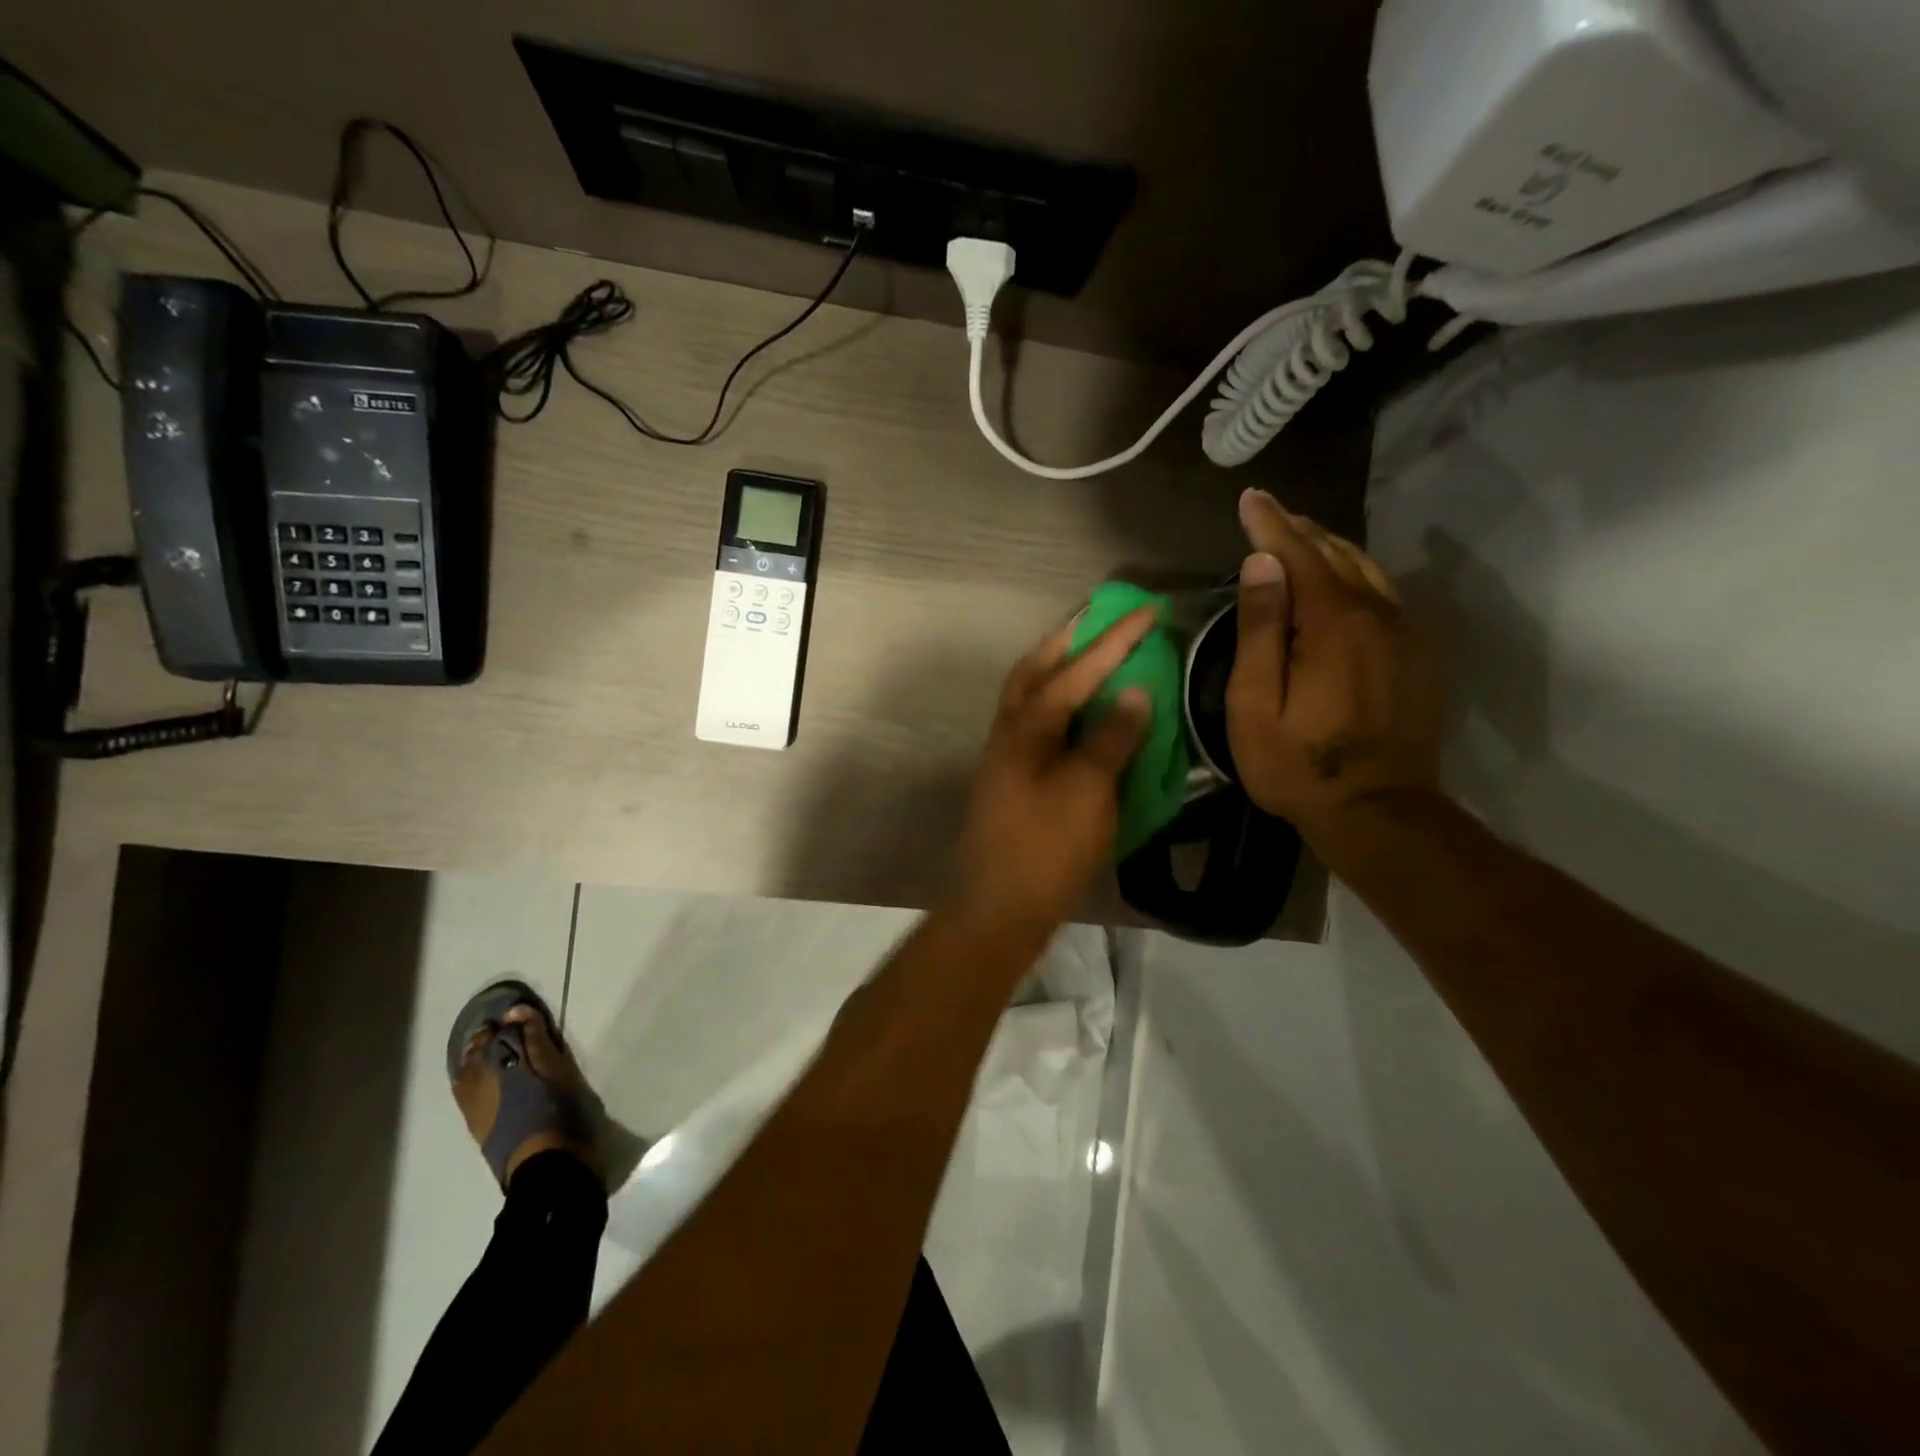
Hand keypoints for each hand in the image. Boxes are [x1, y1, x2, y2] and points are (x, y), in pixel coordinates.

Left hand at [958, 610, 1155, 929]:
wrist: (999, 907)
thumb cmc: (1046, 850)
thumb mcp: (1088, 793)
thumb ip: (1111, 739)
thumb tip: (1135, 692)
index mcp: (1027, 728)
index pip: (1075, 671)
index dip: (1114, 640)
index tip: (1148, 610)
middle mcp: (1009, 731)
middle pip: (1035, 668)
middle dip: (1070, 638)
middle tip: (1102, 617)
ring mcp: (1004, 754)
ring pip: (1027, 693)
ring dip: (1058, 666)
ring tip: (1091, 652)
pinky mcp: (1010, 777)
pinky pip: (1033, 719)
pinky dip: (1056, 701)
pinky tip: (1077, 710)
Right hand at [1226, 489, 1445, 839]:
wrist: (1379, 811)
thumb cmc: (1299, 764)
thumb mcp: (1257, 704)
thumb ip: (1260, 630)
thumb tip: (1261, 564)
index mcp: (1332, 624)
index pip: (1298, 555)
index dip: (1270, 525)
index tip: (1251, 498)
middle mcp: (1376, 615)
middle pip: (1336, 555)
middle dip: (1299, 530)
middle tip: (1270, 513)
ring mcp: (1405, 634)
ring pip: (1366, 572)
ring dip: (1330, 549)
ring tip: (1300, 538)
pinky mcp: (1419, 656)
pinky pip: (1384, 597)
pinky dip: (1355, 577)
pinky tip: (1340, 582)